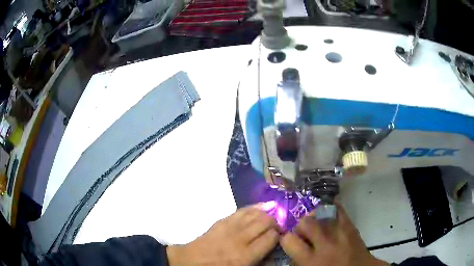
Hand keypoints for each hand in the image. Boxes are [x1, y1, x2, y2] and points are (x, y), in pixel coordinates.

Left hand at [167, 204, 279, 265]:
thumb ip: (260, 263)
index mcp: (246, 255)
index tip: (280, 237)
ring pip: (255, 214)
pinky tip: (263, 206)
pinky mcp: (222, 221)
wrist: (190, 262)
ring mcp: (230, 227)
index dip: (279, 235)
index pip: (271, 237)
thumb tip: (274, 254)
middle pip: (266, 222)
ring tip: (271, 218)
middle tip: (277, 228)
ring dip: (267, 214)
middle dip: (275, 223)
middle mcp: (240, 238)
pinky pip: (241, 210)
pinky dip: (254, 207)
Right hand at [280, 203, 388, 265]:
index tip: (291, 241)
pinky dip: (330, 208)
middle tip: (305, 234)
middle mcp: (325, 244)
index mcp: (311, 260)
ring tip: (317, 225)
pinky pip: (337, 209)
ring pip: (320, 214)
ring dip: (315, 219)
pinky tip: (327, 214)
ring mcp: (340, 232)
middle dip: (301, 227)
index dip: (287, 239)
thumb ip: (297, 261)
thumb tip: (291, 248)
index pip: (289, 240)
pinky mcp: (351, 225)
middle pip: (304, 222)